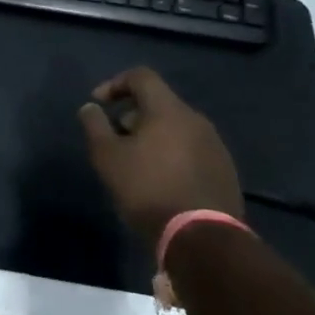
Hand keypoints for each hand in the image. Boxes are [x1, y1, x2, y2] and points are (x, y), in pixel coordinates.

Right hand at [78, 67, 242, 246]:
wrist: (201, 237)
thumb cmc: (147, 189)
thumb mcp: (107, 156)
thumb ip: (95, 125)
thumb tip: (90, 107)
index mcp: (168, 110)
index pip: (141, 76)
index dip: (115, 84)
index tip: (98, 105)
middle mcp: (196, 120)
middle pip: (159, 103)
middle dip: (131, 115)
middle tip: (114, 140)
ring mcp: (215, 145)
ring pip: (176, 127)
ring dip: (152, 136)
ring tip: (135, 163)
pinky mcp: (224, 170)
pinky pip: (191, 149)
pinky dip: (171, 153)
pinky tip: (160, 180)